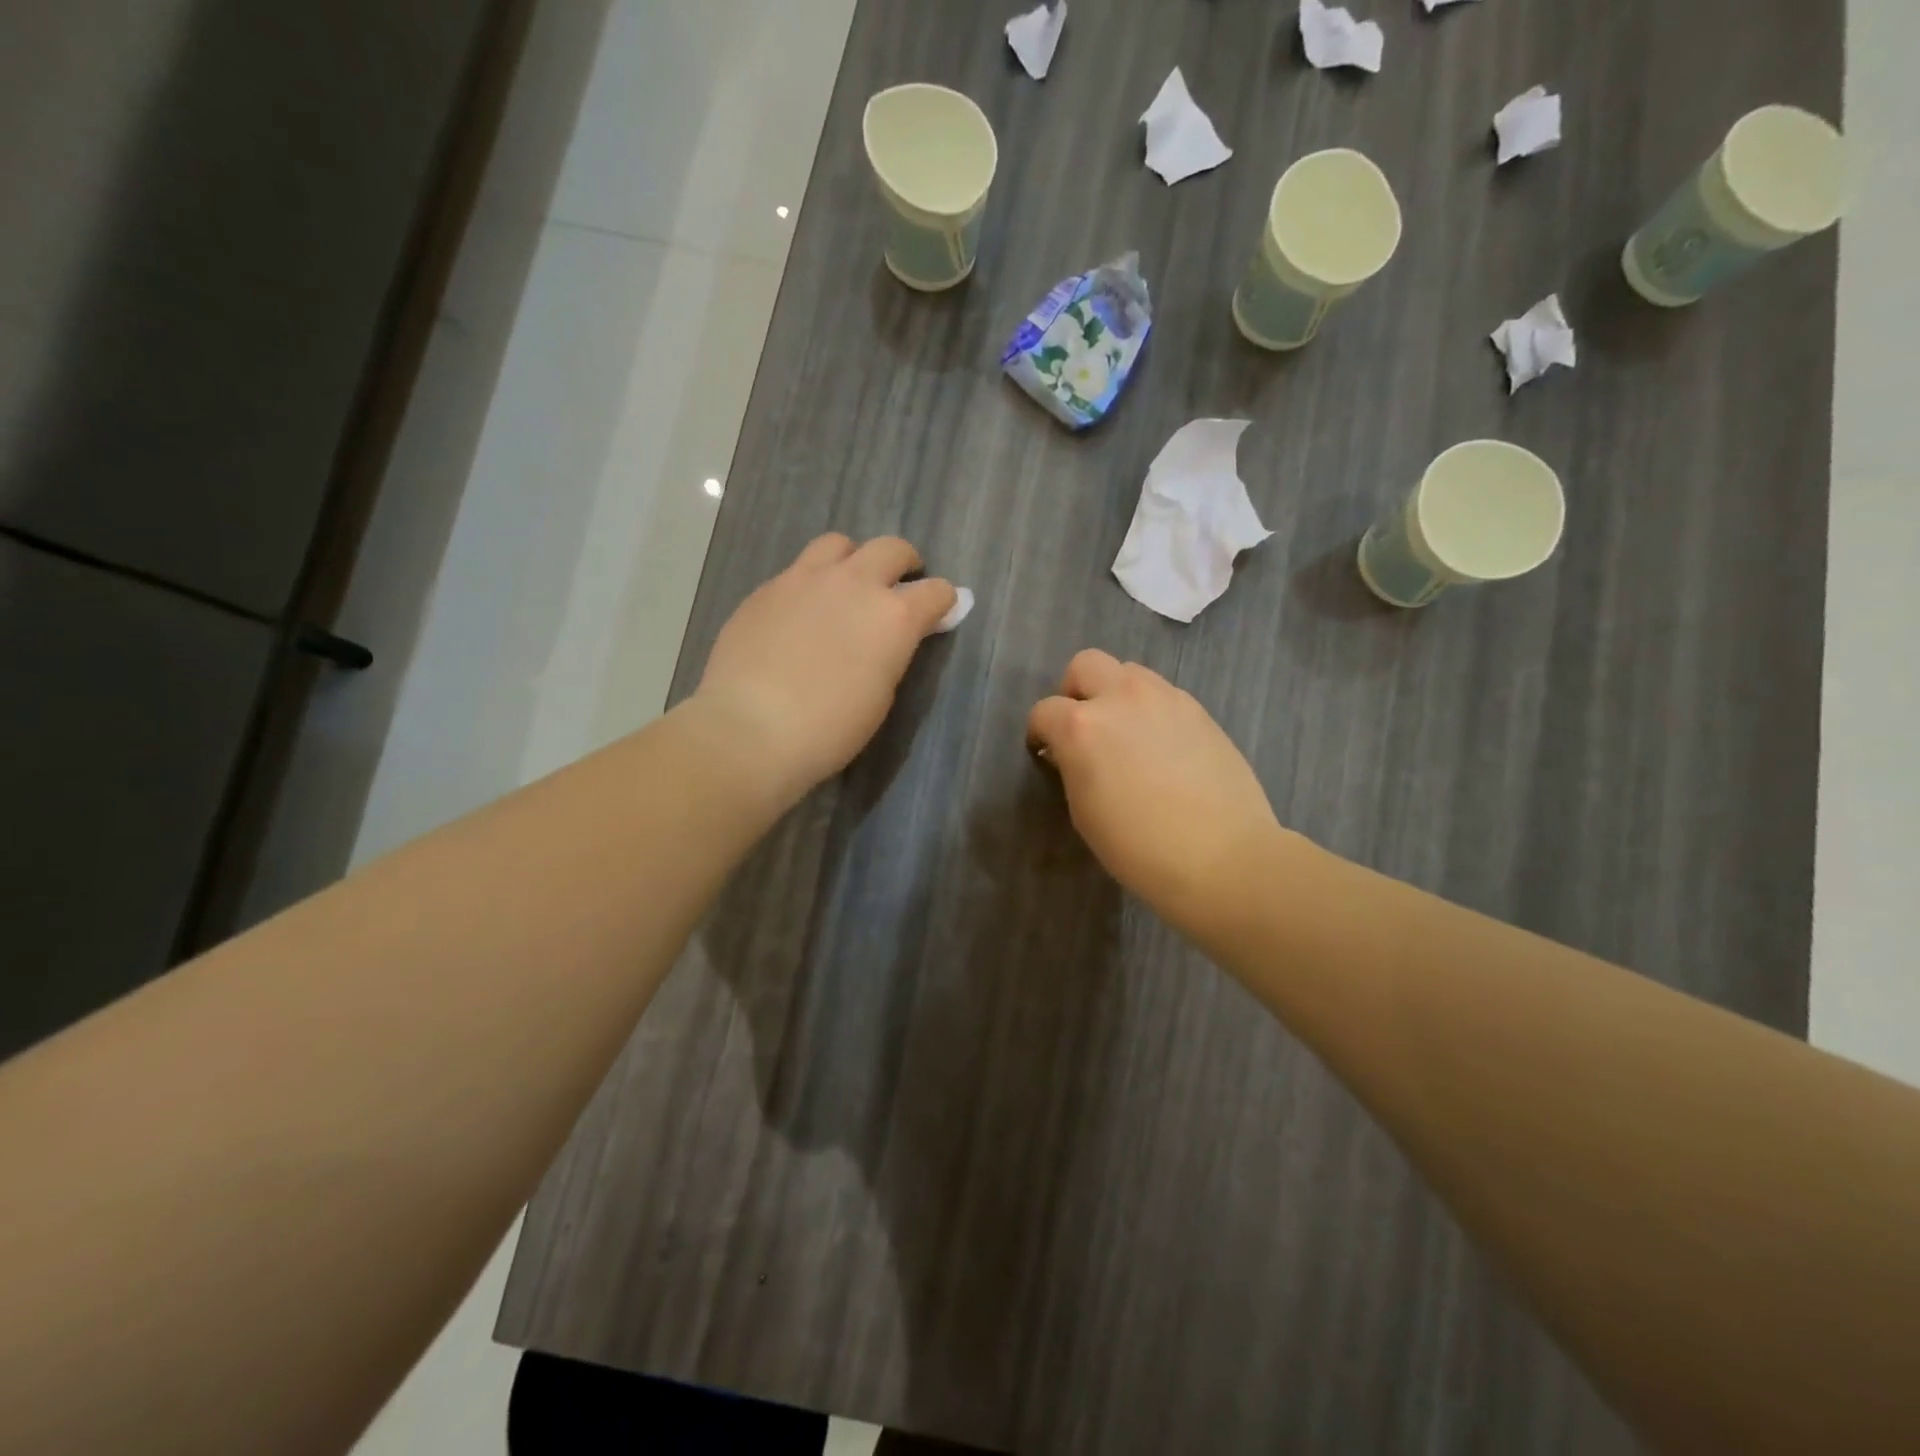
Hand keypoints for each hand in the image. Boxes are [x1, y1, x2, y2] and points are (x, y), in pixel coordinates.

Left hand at [693, 534, 955, 805]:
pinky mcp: (766, 589)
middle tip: (898, 586)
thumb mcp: (881, 694)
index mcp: (893, 616)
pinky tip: (800, 614)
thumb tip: (895, 636)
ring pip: (839, 544)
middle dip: (904, 563)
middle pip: (891, 549)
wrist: (750, 730)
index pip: (935, 591)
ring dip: (853, 560)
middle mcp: (854, 583)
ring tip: (846, 587)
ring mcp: (804, 579)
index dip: (943, 601)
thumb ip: (893, 652)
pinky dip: (811, 584)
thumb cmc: (830, 728)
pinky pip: (797, 571)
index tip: (940, 611)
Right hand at [1027, 651, 1284, 934]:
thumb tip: (1070, 752)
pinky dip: (1149, 709)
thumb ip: (1072, 767)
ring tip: (1126, 733)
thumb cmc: (1139, 848)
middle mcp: (1121, 698)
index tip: (1046, 753)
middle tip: (1083, 728)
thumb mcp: (1084, 812)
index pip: (1044, 711)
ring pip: (1127, 671)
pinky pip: (1162, 693)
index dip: (1040, 733)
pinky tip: (1160, 746)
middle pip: (1084, 665)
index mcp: (1082, 727)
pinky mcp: (1198, 709)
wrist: (1222, 856)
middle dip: (1075, 691)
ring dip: (1115, 694)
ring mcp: (1164, 698)